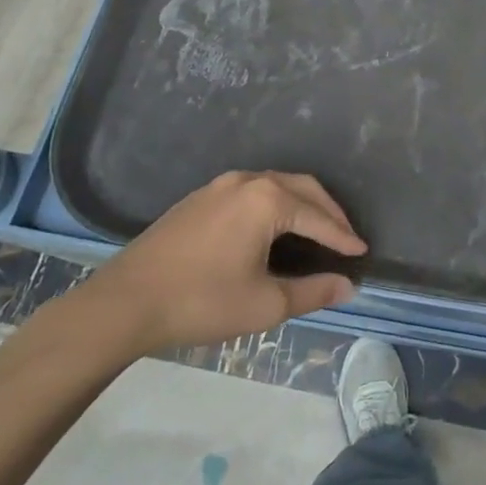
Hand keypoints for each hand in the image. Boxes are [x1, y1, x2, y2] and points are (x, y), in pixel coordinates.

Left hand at [80, 171, 365, 354]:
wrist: (123, 303)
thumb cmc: (201, 302)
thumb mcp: (264, 303)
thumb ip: (313, 292)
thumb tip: (348, 286)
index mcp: (267, 200)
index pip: (318, 217)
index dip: (343, 237)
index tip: (362, 251)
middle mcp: (247, 181)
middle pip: (302, 188)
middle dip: (328, 211)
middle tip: (345, 236)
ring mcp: (220, 185)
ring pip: (276, 185)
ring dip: (302, 204)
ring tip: (316, 230)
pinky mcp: (199, 198)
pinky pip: (252, 191)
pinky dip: (275, 204)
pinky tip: (273, 228)